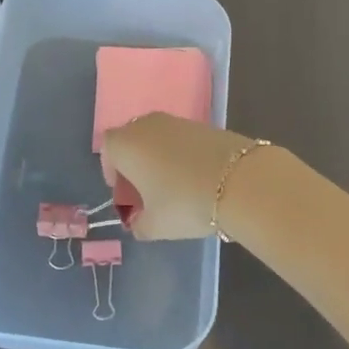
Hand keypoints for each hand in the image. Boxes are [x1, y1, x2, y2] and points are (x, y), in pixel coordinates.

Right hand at [100, 113, 254, 241]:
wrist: (240, 180)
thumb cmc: (185, 202)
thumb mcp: (155, 226)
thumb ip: (139, 225)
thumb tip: (138, 223)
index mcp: (126, 144)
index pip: (108, 149)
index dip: (112, 171)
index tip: (125, 195)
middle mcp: (146, 125)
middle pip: (131, 140)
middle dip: (134, 165)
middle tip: (146, 194)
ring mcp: (176, 121)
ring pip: (157, 139)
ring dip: (158, 160)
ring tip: (172, 188)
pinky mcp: (203, 124)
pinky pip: (180, 139)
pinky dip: (181, 155)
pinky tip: (195, 179)